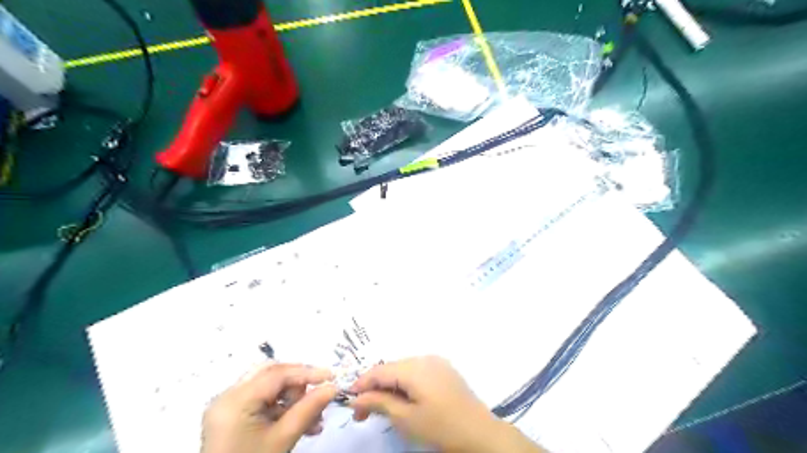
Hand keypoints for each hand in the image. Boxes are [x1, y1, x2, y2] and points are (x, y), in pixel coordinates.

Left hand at [205, 362, 339, 452]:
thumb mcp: (283, 439)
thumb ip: (309, 409)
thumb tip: (333, 388)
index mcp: (236, 399)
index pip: (278, 374)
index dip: (307, 373)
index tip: (332, 377)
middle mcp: (228, 396)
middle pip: (271, 374)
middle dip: (298, 384)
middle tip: (317, 397)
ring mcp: (227, 407)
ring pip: (268, 387)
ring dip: (293, 399)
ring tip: (314, 419)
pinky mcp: (231, 417)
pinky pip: (261, 402)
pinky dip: (282, 409)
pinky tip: (300, 423)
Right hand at [350, 357, 505, 451]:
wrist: (479, 433)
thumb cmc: (440, 427)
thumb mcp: (406, 418)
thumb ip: (379, 403)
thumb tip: (356, 397)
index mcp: (415, 367)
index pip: (379, 370)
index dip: (361, 384)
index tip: (348, 401)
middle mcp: (425, 358)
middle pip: (391, 368)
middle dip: (375, 387)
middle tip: (362, 412)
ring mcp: (436, 362)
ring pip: (403, 369)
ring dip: (389, 385)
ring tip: (381, 407)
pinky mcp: (444, 369)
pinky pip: (417, 371)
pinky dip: (405, 383)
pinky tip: (402, 399)